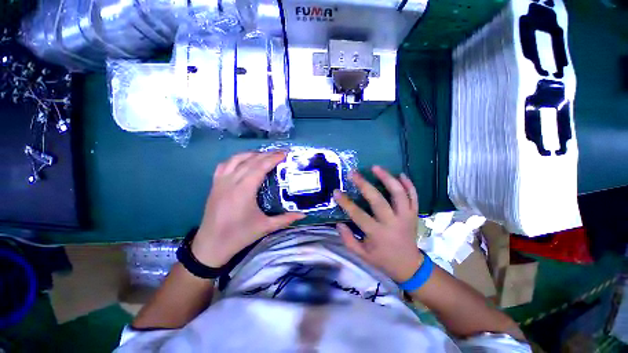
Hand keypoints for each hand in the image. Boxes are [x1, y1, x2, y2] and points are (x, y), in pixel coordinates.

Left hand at [191, 151, 304, 267]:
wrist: (211, 245)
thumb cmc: (240, 235)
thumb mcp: (265, 227)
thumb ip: (286, 219)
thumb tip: (303, 214)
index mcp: (244, 190)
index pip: (260, 167)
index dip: (273, 158)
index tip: (284, 153)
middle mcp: (231, 181)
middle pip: (250, 160)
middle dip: (266, 154)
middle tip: (280, 153)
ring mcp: (221, 182)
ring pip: (236, 159)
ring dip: (252, 154)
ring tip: (264, 155)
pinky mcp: (214, 185)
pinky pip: (224, 165)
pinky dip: (236, 159)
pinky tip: (243, 161)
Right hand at [334, 166, 422, 282]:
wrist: (409, 266)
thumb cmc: (383, 259)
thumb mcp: (362, 255)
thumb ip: (348, 240)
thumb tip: (338, 223)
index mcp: (377, 234)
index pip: (358, 215)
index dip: (345, 203)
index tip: (336, 192)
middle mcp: (392, 223)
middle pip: (378, 200)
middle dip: (364, 184)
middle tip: (353, 173)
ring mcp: (406, 217)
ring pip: (399, 193)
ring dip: (388, 178)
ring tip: (376, 167)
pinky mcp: (414, 214)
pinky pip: (414, 196)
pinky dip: (409, 184)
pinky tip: (400, 174)